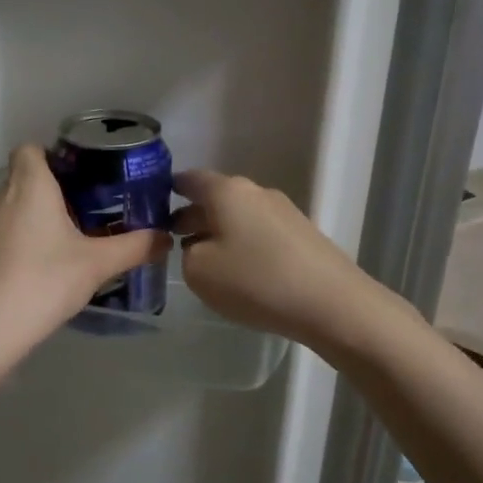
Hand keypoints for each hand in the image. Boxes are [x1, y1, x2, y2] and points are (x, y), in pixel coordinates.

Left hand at [0, 144, 170, 371]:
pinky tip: (30, 275)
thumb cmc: (42, 283)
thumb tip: (165, 237)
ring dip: (30, 221)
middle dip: (49, 193)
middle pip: (22, 180)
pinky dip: (11, 245)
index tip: (80, 180)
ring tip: (59, 248)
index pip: (31, 149)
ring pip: (7, 210)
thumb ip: (134, 247)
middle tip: (82, 218)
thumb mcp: (97, 266)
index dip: (53, 157)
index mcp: (28, 186)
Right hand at [173, 169, 390, 350]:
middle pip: (214, 198)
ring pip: (238, 216)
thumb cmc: (255, 281)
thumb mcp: (199, 272)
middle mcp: (255, 192)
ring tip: (205, 262)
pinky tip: (241, 272)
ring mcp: (283, 211)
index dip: (166, 192)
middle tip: (172, 241)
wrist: (331, 303)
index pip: (188, 179)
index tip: (152, 210)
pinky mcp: (302, 234)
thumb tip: (200, 245)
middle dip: (192, 216)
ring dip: (218, 232)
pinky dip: (243, 245)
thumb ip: (187, 252)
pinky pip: (259, 232)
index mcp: (226, 191)